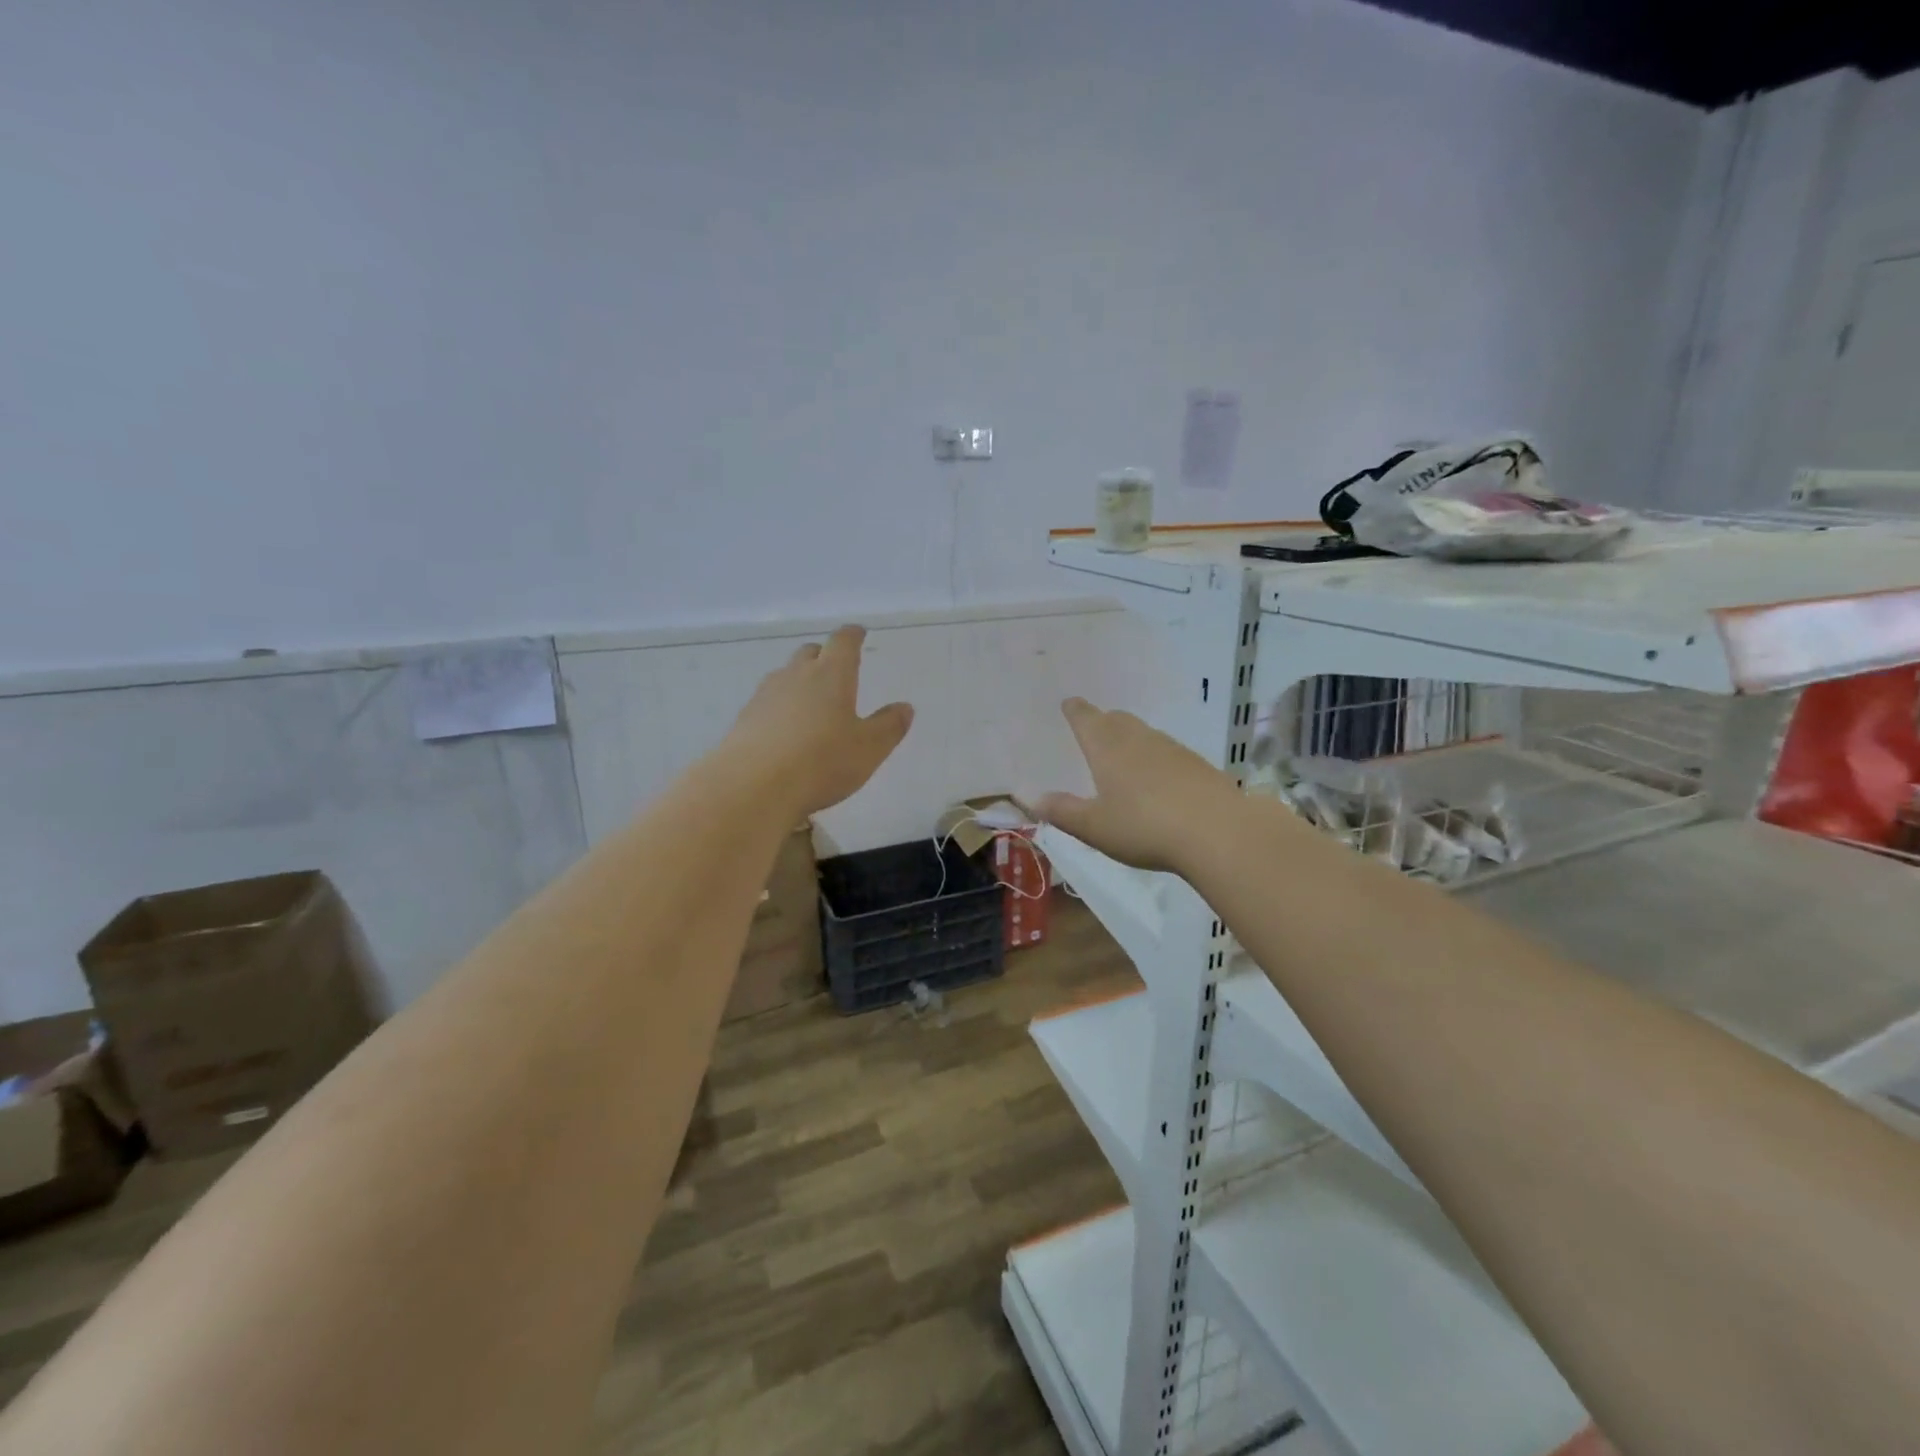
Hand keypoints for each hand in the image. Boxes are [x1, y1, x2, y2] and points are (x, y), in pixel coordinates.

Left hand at [724, 626, 913, 817]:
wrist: (752, 786)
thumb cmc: (821, 762)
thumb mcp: (868, 749)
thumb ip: (889, 726)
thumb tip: (904, 707)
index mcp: (831, 675)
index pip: (843, 642)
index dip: (852, 635)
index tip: (858, 633)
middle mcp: (796, 676)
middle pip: (810, 653)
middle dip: (824, 655)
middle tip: (835, 667)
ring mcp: (765, 695)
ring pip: (785, 675)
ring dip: (800, 680)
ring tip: (811, 699)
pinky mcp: (745, 719)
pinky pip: (768, 702)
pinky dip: (780, 706)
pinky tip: (785, 728)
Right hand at [1036, 698, 1240, 872]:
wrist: (1217, 831)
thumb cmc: (1144, 826)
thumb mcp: (1094, 827)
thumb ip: (1062, 811)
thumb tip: (1031, 798)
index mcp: (1107, 747)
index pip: (1086, 718)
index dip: (1075, 711)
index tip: (1069, 703)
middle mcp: (1138, 739)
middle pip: (1117, 719)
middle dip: (1102, 721)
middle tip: (1094, 729)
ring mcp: (1172, 749)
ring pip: (1144, 734)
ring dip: (1130, 738)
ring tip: (1123, 756)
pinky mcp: (1197, 765)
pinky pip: (1168, 752)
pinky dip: (1156, 758)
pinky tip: (1159, 780)